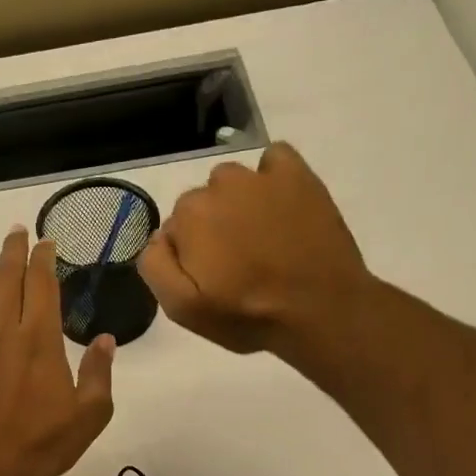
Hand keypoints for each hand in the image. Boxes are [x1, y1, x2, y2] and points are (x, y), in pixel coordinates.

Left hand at [0, 228, 114, 475]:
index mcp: (38, 338)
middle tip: (16, 234)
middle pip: (4, 277)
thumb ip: (100, 372)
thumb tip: (107, 340)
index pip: (40, 281)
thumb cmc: (45, 445)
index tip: (45, 242)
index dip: (43, 257)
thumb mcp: (91, 413)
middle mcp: (0, 331)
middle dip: (12, 250)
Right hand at [138, 142, 371, 356]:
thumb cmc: (247, 316)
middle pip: (201, 204)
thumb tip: (157, 238)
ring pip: (232, 183)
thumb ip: (155, 267)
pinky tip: (280, 207)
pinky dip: (271, 178)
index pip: (173, 229)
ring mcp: (261, 176)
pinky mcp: (297, 174)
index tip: (209, 277)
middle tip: (236, 263)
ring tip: (260, 238)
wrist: (320, 311)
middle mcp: (219, 185)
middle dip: (211, 228)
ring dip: (237, 204)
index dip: (188, 255)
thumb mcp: (183, 308)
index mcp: (189, 217)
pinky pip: (273, 159)